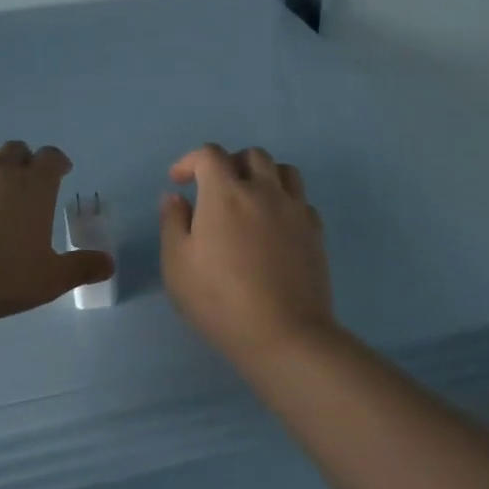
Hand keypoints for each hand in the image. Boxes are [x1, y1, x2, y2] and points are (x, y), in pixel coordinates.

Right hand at [160, 143, 336, 370]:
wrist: (284, 334)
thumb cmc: (220, 300)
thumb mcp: (177, 264)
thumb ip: (173, 223)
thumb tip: (176, 197)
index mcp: (225, 194)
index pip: (210, 154)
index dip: (190, 161)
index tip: (179, 182)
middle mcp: (263, 191)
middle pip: (251, 155)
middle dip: (229, 164)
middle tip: (214, 190)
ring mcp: (294, 210)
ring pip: (283, 171)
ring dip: (262, 176)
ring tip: (249, 200)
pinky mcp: (315, 232)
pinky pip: (301, 200)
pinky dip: (284, 201)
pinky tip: (274, 226)